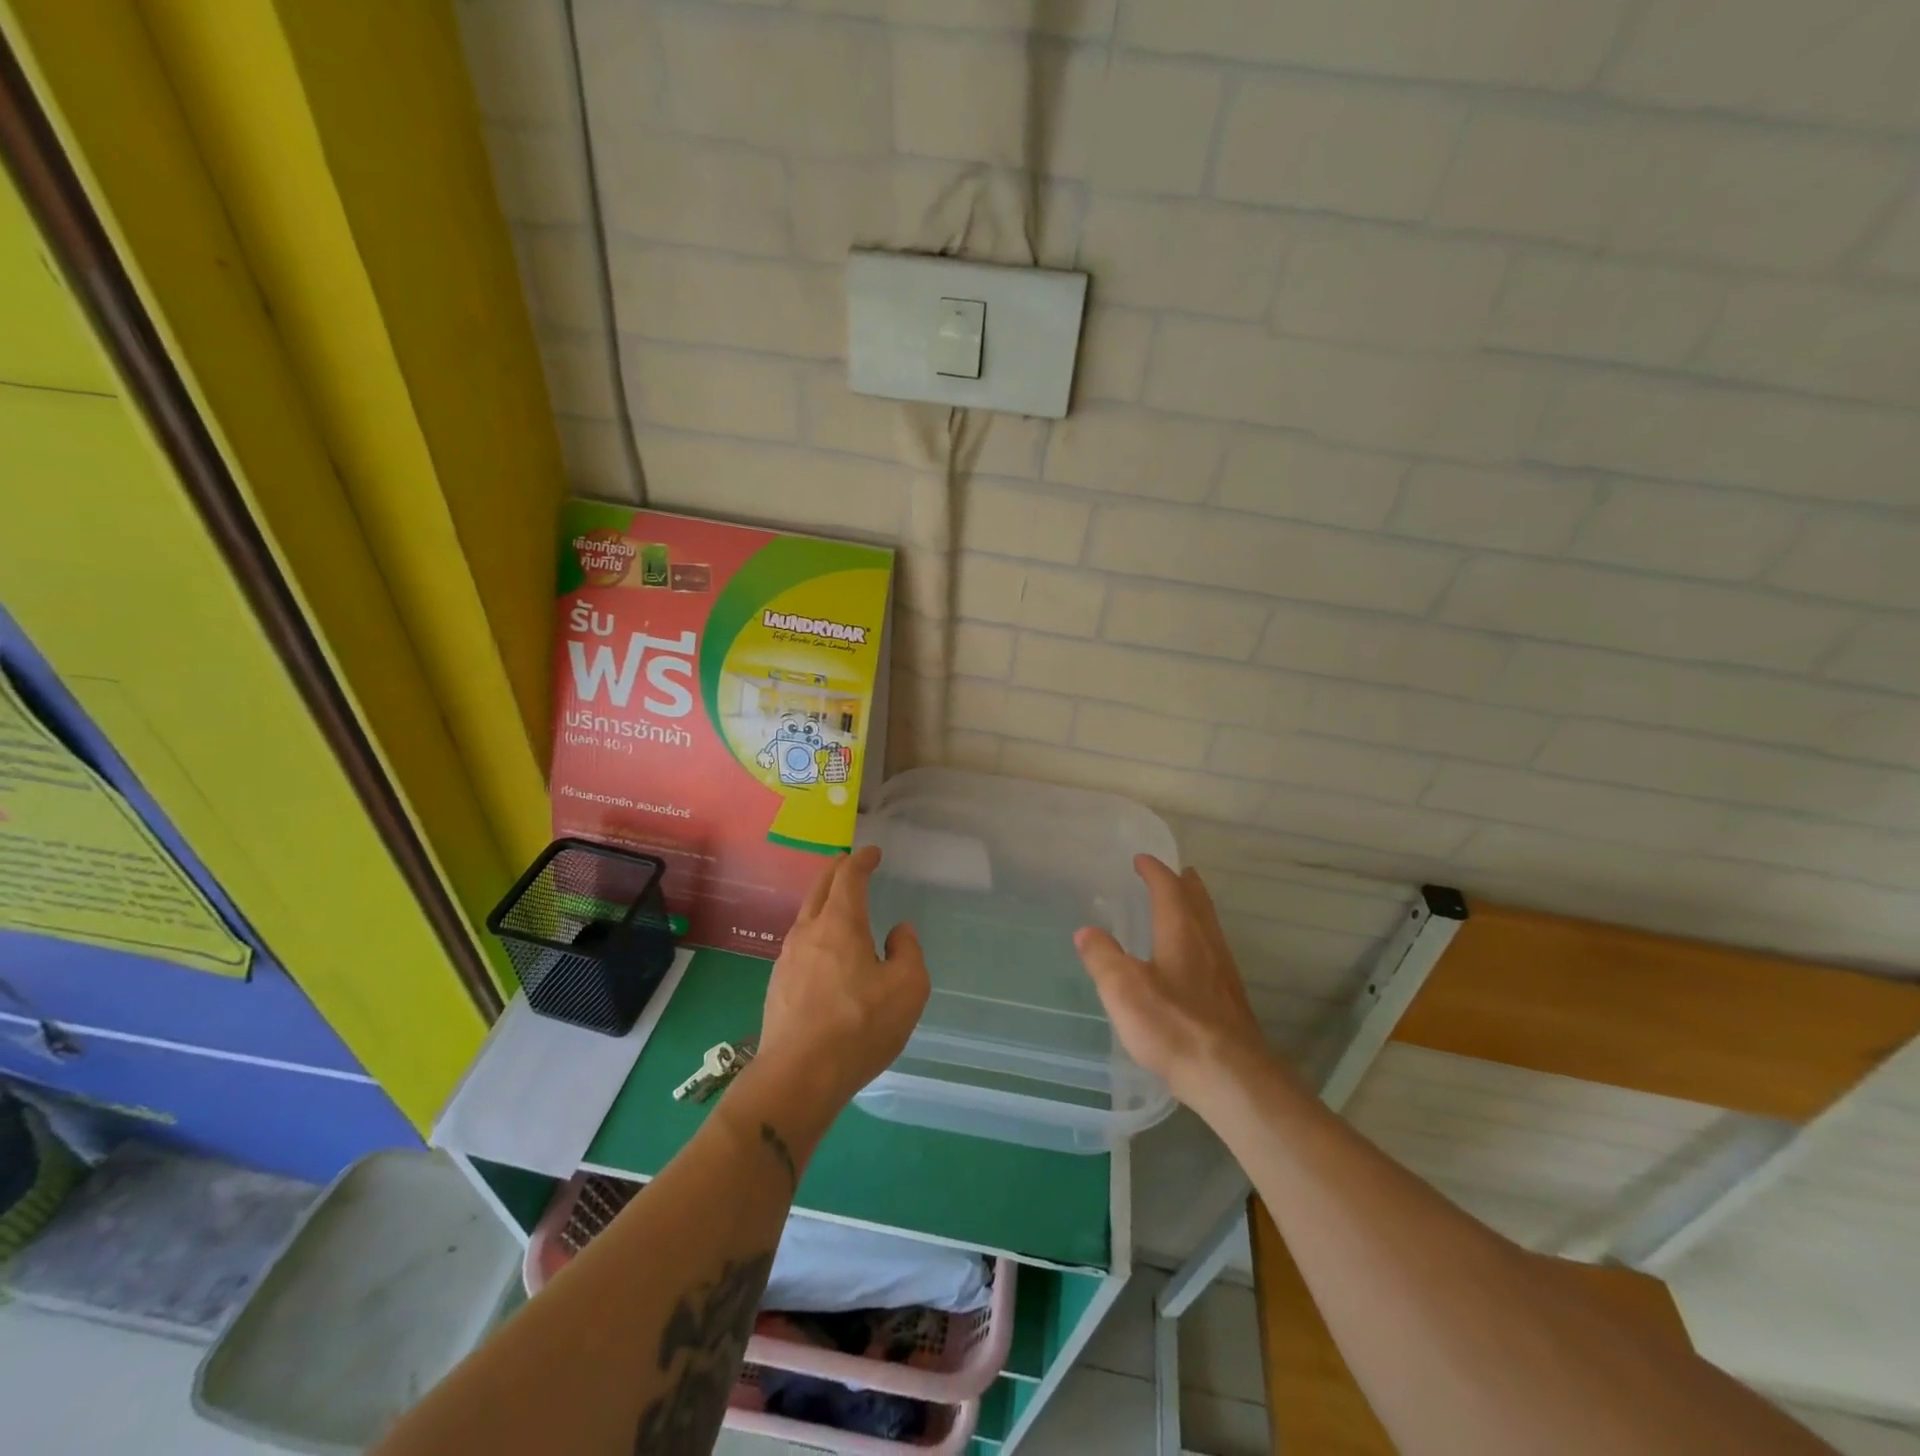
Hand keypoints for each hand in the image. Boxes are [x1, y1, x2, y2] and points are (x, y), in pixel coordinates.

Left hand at [755, 846, 930, 1125]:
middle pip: (819, 888)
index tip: (872, 853)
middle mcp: (808, 932)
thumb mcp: (907, 988)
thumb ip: (908, 952)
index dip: (862, 860)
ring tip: (839, 906)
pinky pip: (800, 945)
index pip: (848, 876)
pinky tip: (825, 953)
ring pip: (806, 916)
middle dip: (836, 870)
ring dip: (823, 902)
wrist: (798, 1077)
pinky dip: (816, 933)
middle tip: (850, 864)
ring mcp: (787, 959)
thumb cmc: (859, 1026)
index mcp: (840, 923)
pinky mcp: (778, 986)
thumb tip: (899, 932)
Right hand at [1073, 855, 1271, 1109]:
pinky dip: (1200, 937)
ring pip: (1209, 926)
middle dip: (1184, 885)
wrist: (1231, 1076)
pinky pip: (1213, 950)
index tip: (1141, 859)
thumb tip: (1086, 931)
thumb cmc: (1173, 1026)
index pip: (1168, 889)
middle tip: (1175, 872)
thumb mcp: (1124, 990)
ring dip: (1195, 909)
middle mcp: (1207, 944)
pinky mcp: (1230, 999)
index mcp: (1181, 933)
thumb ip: (1103, 957)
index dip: (1154, 872)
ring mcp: (1223, 972)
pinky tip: (1193, 959)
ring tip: (1184, 906)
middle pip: (1197, 903)